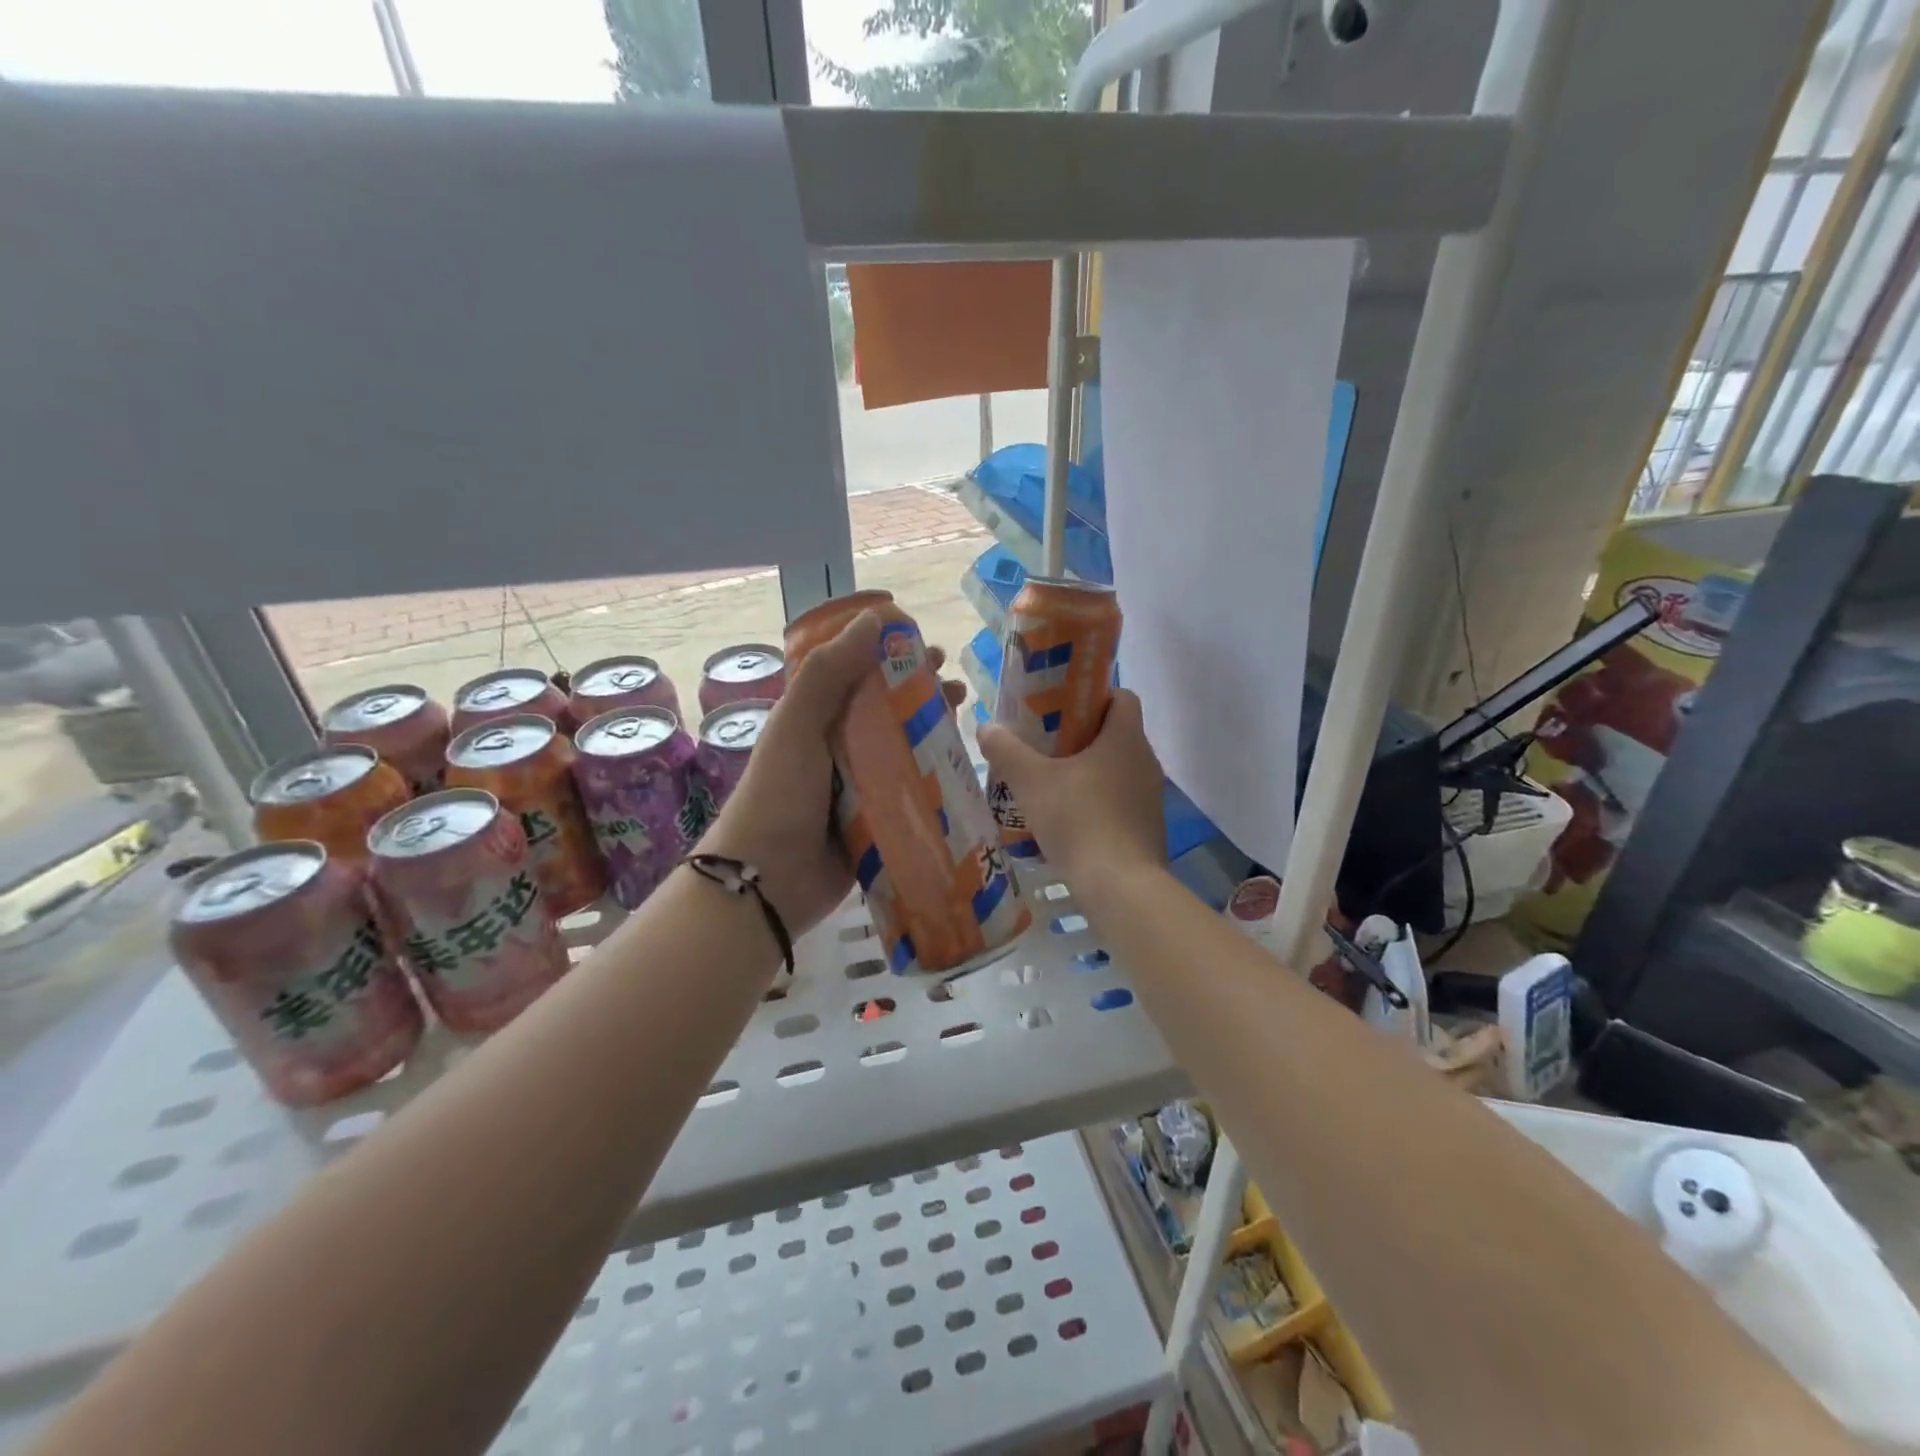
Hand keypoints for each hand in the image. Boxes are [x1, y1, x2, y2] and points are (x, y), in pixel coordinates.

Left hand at [698, 610, 965, 937]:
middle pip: (886, 709)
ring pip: (903, 747)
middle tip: (956, 686)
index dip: (889, 654)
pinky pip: (910, 790)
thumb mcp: (797, 725)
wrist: (768, 881)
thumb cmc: (779, 794)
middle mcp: (838, 746)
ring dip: (933, 730)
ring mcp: (859, 785)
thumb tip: (874, 618)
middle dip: (921, 692)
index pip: (856, 673)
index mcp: (814, 718)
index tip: (925, 644)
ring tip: (964, 718)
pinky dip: (935, 776)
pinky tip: (962, 767)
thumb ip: (828, 674)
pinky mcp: (877, 819)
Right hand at [978, 689, 1166, 887]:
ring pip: (1120, 770)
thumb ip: (1007, 750)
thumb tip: (987, 727)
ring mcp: (1152, 798)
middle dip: (1083, 737)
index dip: (1095, 696)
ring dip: (1090, 773)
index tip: (1062, 709)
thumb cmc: (1078, 820)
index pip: (1122, 697)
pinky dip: (1100, 804)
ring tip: (1053, 785)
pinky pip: (1122, 802)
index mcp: (1126, 738)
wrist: (1119, 886)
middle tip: (1046, 747)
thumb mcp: (1031, 782)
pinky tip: (1070, 822)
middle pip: (1117, 734)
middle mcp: (1146, 761)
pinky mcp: (1149, 829)